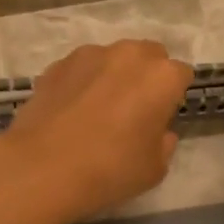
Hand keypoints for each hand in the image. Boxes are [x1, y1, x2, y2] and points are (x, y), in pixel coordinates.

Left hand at [0, 40, 194, 223]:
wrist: (42, 167)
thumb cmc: (109, 169)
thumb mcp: (154, 169)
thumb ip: (164, 143)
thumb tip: (158, 131)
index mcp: (162, 77)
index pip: (181, 76)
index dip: (173, 97)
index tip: (161, 118)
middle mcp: (130, 55)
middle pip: (150, 56)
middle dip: (147, 76)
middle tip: (133, 109)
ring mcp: (91, 54)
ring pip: (114, 58)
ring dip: (114, 75)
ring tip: (98, 109)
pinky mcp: (59, 63)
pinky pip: (82, 68)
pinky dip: (83, 81)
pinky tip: (71, 110)